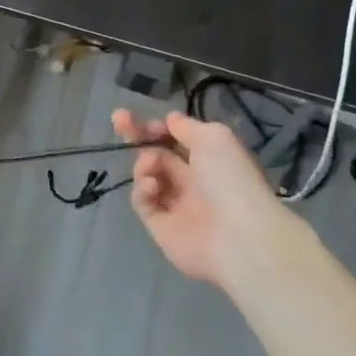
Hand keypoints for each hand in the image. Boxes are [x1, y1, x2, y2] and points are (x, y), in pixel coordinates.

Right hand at [116, 108, 280, 287]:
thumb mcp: (214, 137)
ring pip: (147, 173)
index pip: (176, 138)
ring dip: (144, 163)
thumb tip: (170, 120)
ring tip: (151, 168)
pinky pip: (142, 200)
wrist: (237, 236)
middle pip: (157, 153)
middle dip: (137, 135)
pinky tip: (152, 187)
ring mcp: (176, 204)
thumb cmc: (229, 179)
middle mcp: (192, 180)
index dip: (159, 127)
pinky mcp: (161, 227)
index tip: (147, 122)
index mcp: (208, 159)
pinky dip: (142, 189)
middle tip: (118, 118)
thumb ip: (187, 126)